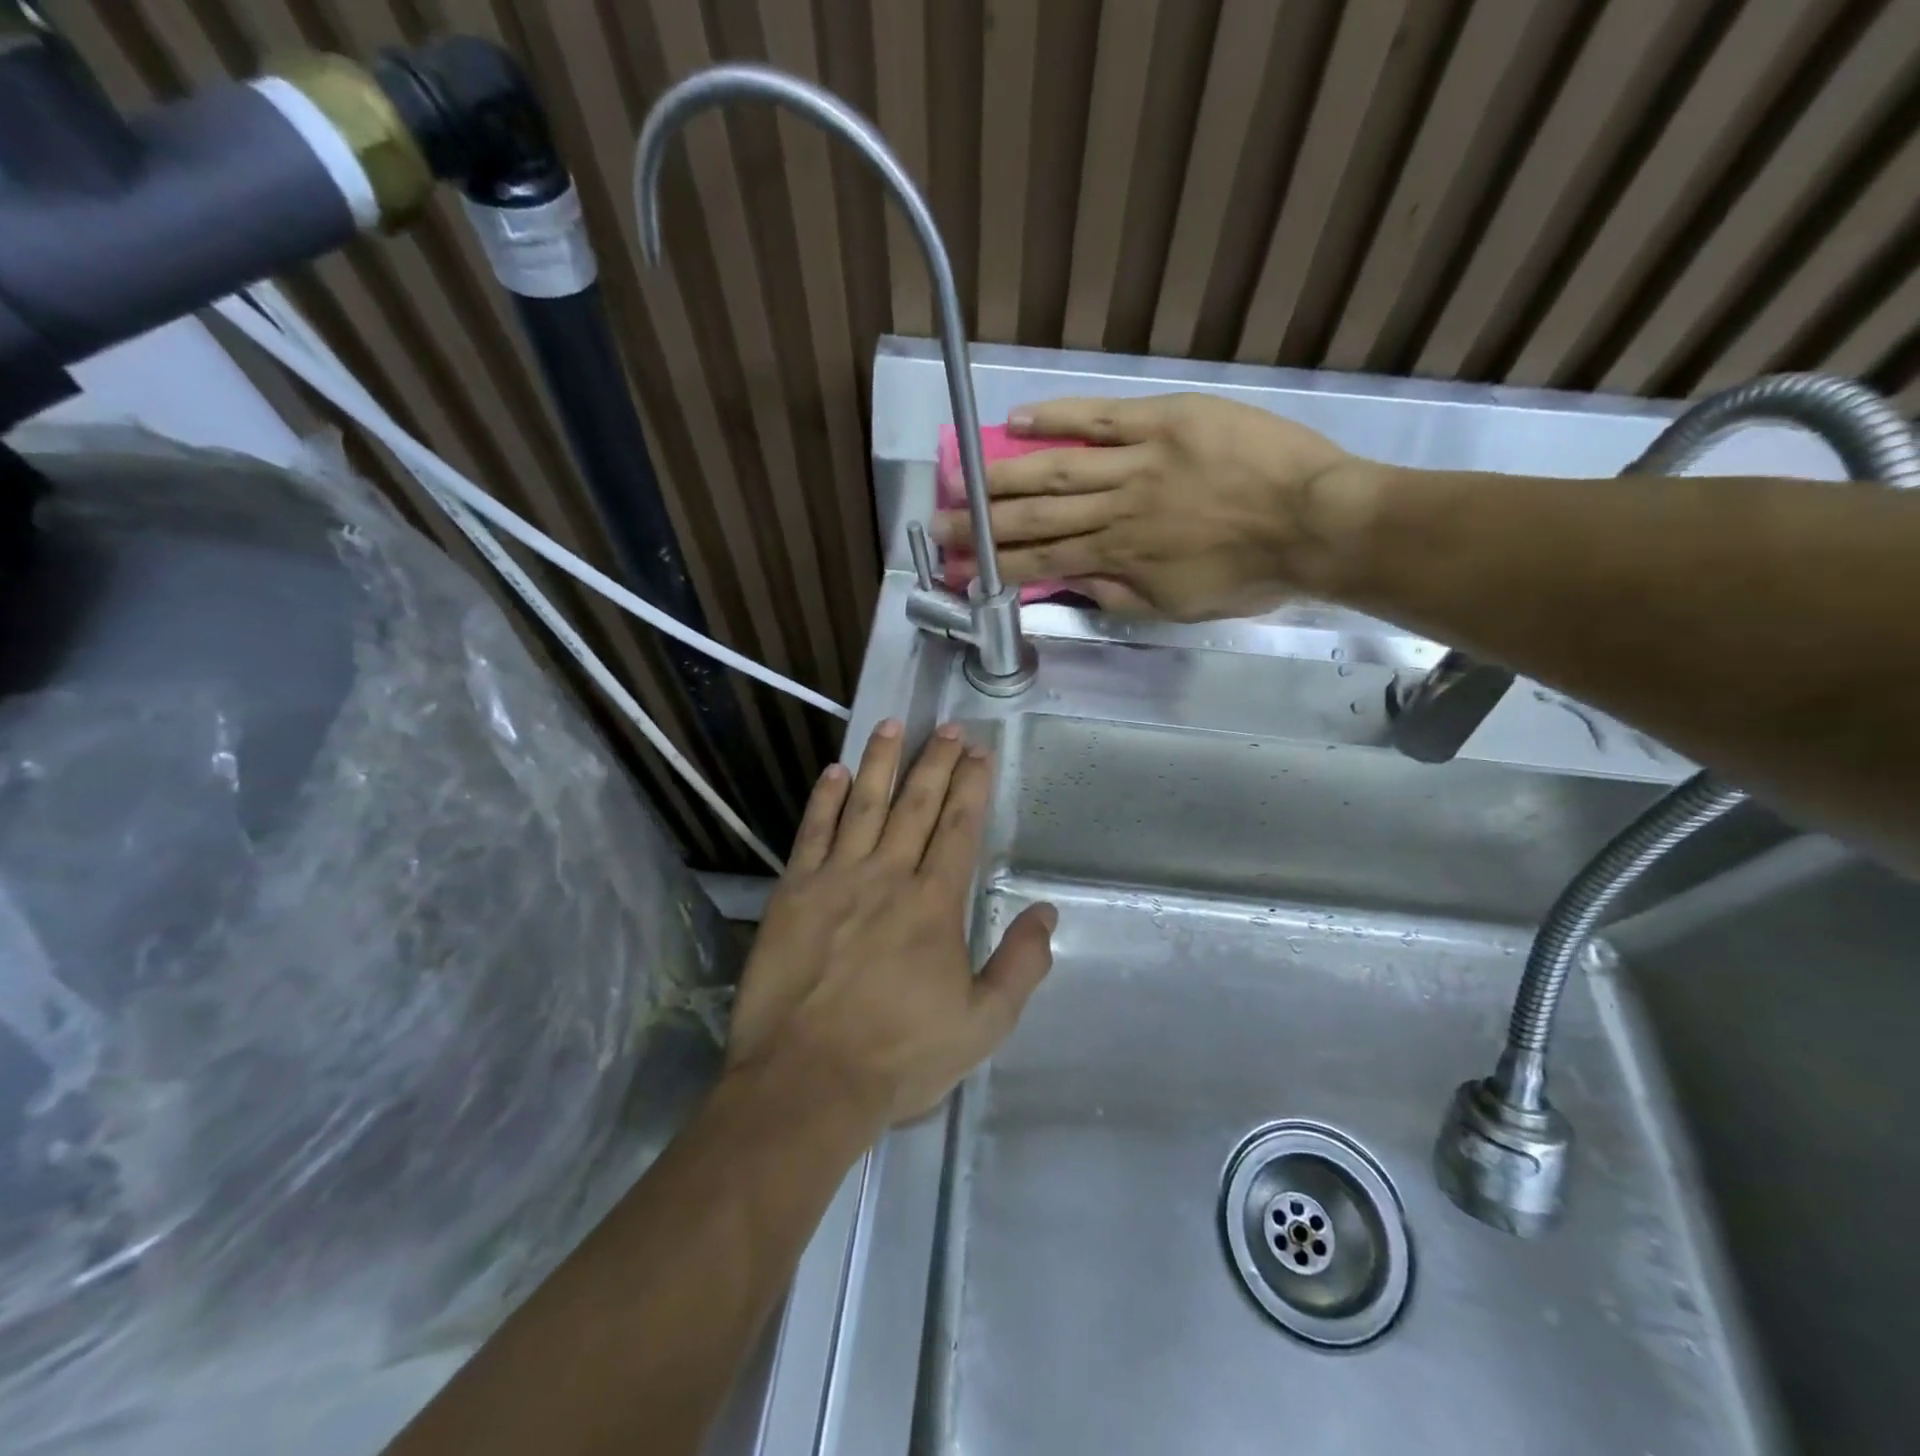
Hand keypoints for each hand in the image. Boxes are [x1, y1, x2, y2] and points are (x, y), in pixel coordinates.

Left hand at [726, 719, 1056, 1128]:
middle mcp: (888, 876)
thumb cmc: (900, 1056)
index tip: (979, 753)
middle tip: (948, 727)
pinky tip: (835, 772)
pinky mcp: (793, 893)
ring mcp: (836, 879)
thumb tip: (1046, 913)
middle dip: (936, 762)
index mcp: (935, 903)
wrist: (806, 1080)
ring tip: (892, 725)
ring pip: (864, 805)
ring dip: (880, 763)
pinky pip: (812, 833)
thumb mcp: (982, 1025)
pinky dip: (825, 800)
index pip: (959, 828)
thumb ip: (1021, 965)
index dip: (971, 786)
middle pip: (916, 805)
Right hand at [934, 393, 1367, 621]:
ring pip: (1056, 469)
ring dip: (1002, 476)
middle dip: (983, 526)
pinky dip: (1058, 418)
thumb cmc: (1252, 574)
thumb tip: (1074, 583)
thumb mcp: (1182, 607)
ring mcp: (1136, 463)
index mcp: (1119, 559)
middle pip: (1035, 518)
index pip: (1042, 564)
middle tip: (940, 526)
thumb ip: (1122, 595)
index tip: (960, 571)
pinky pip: (1102, 418)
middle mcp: (1115, 512)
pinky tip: (1018, 419)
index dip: (996, 568)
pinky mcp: (1163, 422)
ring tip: (960, 479)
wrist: (1316, 523)